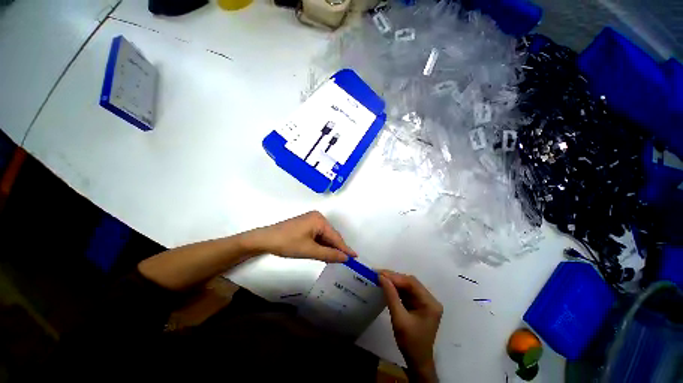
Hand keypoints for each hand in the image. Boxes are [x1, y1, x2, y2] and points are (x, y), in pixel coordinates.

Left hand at [248, 211, 356, 262]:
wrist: (265, 239)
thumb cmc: (288, 243)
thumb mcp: (309, 250)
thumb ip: (329, 254)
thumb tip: (345, 257)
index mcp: (319, 220)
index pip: (335, 237)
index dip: (345, 248)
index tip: (355, 256)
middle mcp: (317, 217)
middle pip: (330, 235)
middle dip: (335, 248)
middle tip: (343, 261)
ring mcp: (311, 220)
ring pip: (324, 236)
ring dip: (327, 247)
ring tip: (333, 259)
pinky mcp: (305, 224)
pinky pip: (317, 235)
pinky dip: (320, 244)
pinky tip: (322, 252)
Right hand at [379, 270, 441, 381]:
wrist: (417, 361)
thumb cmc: (410, 342)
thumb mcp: (399, 319)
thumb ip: (391, 296)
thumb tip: (381, 277)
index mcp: (430, 303)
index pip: (412, 283)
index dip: (395, 277)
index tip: (380, 273)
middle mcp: (430, 299)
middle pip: (410, 282)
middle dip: (394, 277)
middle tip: (378, 273)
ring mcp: (425, 301)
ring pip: (408, 285)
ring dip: (394, 281)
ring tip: (380, 277)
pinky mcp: (419, 304)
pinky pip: (407, 292)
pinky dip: (396, 288)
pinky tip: (387, 285)